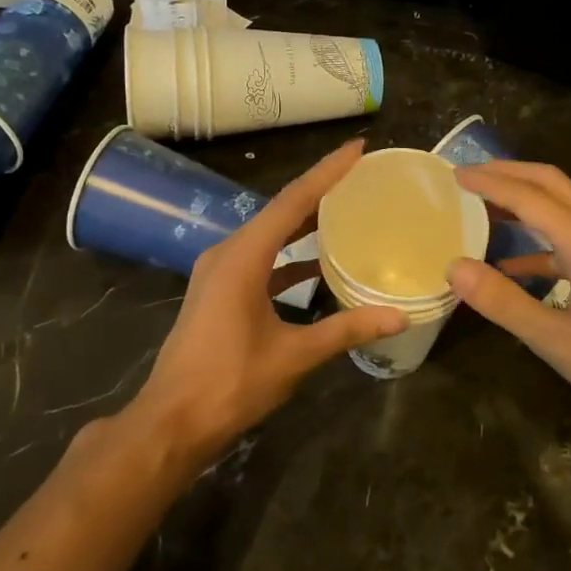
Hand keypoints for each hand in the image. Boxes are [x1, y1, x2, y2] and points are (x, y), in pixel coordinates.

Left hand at [123, 139, 406, 463]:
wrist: (171, 422)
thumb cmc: (229, 384)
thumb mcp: (293, 356)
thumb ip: (346, 330)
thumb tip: (399, 316)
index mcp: (243, 257)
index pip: (293, 201)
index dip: (328, 172)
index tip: (358, 148)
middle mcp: (228, 253)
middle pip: (279, 210)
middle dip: (319, 190)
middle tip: (359, 174)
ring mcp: (219, 272)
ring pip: (269, 234)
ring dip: (303, 222)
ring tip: (344, 209)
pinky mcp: (219, 291)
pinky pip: (260, 259)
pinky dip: (288, 256)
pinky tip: (316, 264)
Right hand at [449, 161, 570, 431]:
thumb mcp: (555, 338)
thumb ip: (502, 301)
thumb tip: (454, 267)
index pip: (526, 194)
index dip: (488, 181)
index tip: (453, 174)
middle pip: (548, 182)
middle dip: (507, 173)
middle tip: (468, 176)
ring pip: (561, 205)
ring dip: (523, 200)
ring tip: (483, 207)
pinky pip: (569, 236)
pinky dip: (537, 239)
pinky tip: (511, 264)